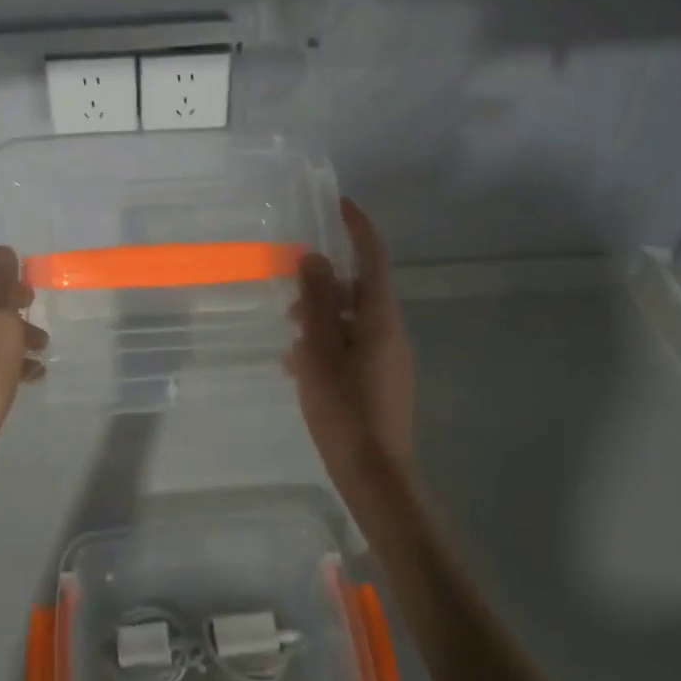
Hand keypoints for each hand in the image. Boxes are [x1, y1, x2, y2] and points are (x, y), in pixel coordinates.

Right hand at [287, 198, 415, 489]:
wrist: (376, 477)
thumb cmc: (344, 410)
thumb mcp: (320, 351)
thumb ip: (317, 302)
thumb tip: (315, 258)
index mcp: (380, 319)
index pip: (373, 258)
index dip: (358, 227)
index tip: (340, 203)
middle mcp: (391, 333)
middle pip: (360, 291)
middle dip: (324, 286)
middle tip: (290, 298)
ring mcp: (389, 360)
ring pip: (353, 321)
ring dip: (322, 319)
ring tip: (289, 340)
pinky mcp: (382, 382)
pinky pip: (353, 347)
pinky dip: (328, 344)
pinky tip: (300, 367)